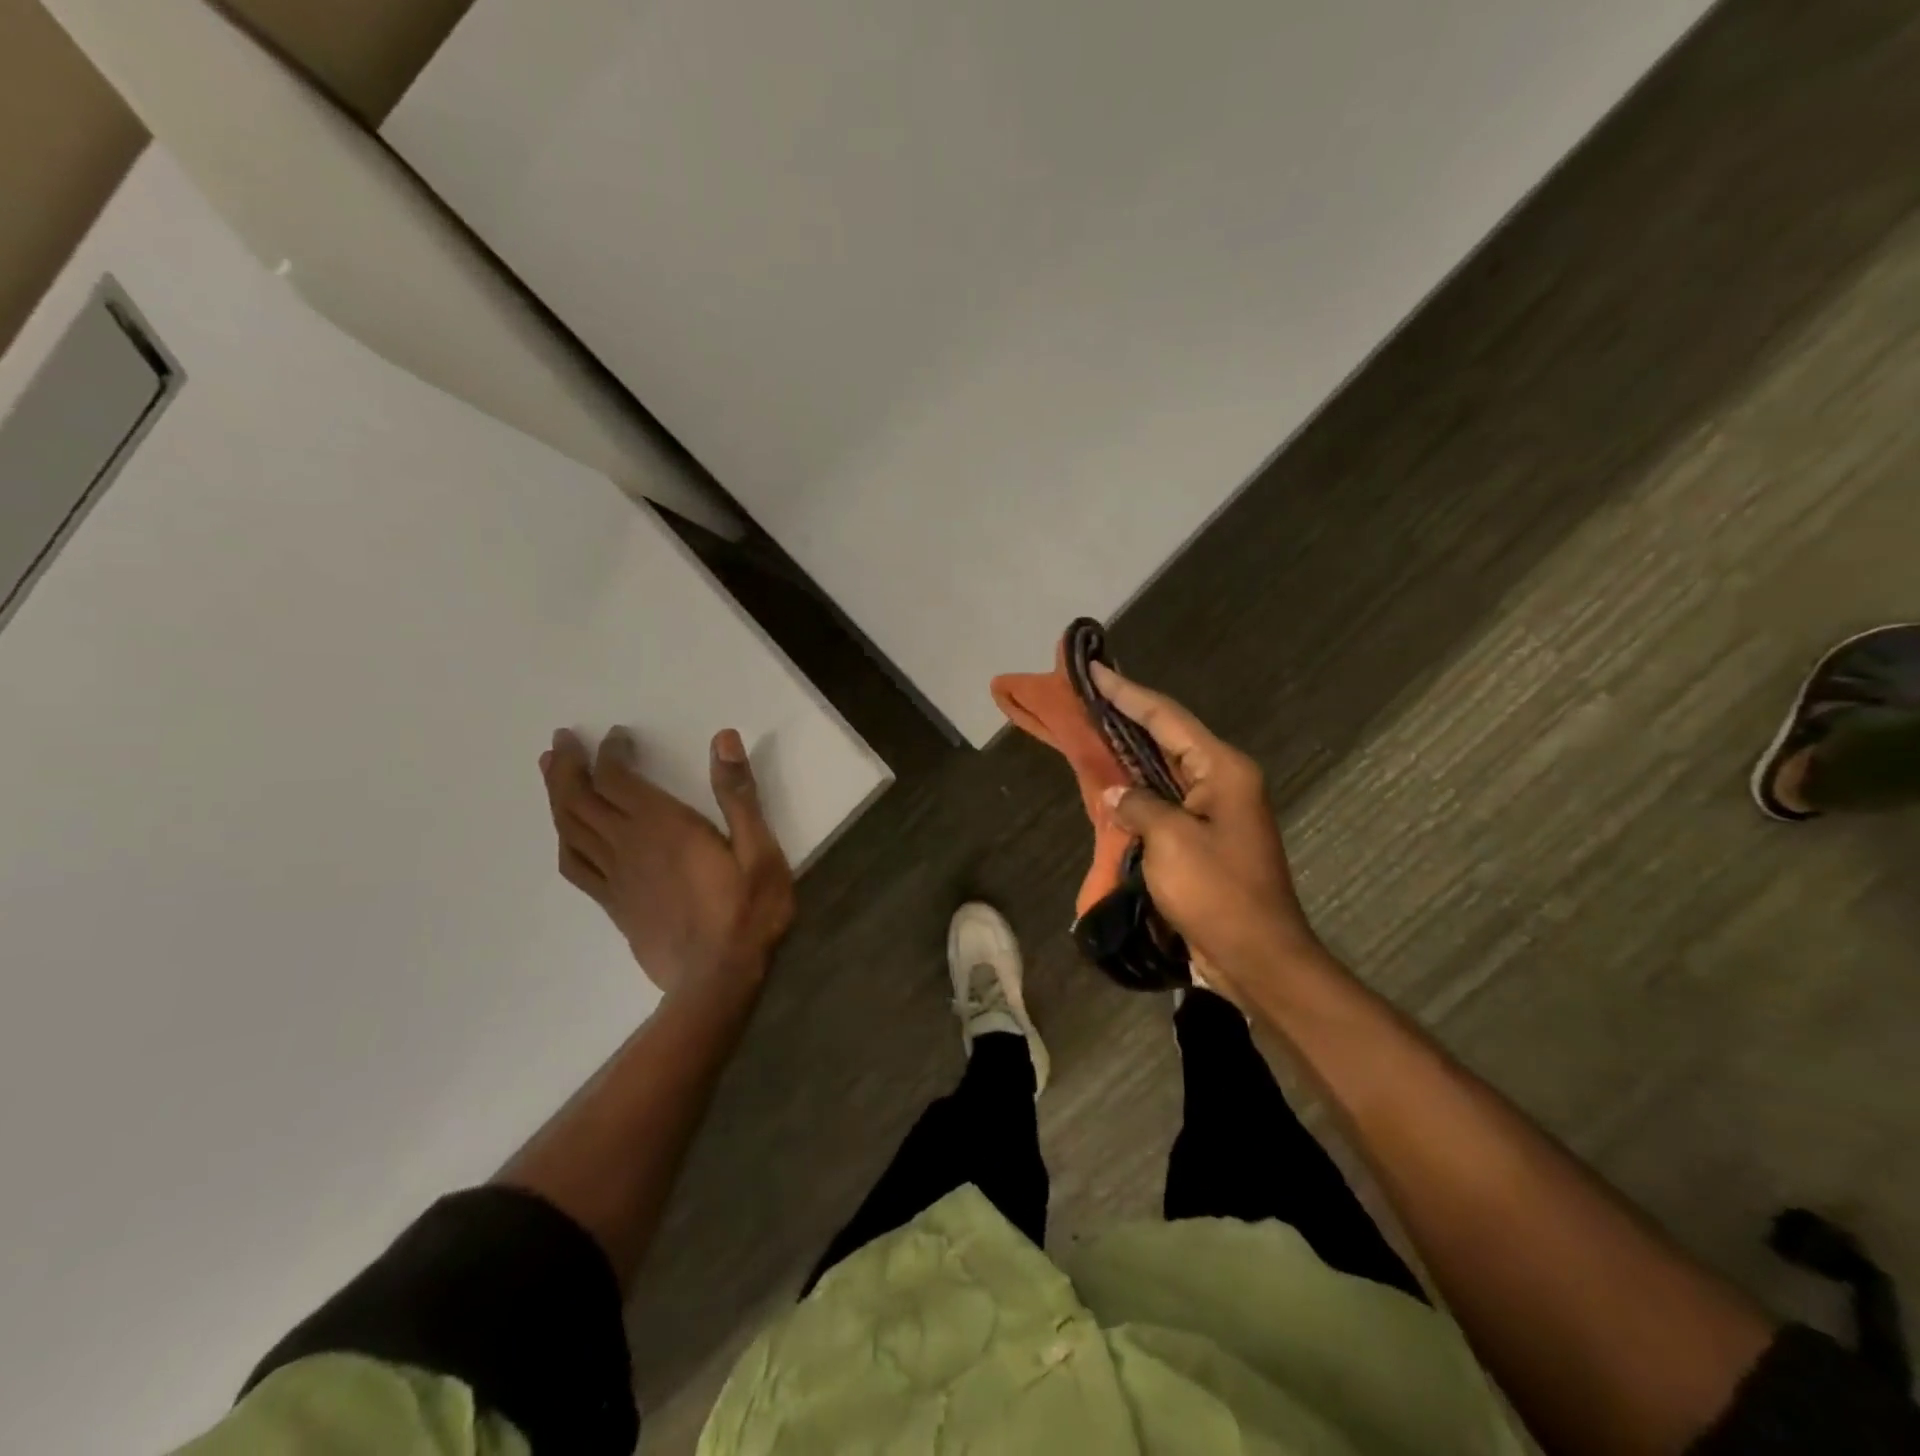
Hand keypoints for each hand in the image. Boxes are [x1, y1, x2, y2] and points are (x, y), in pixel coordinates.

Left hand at [540, 726, 795, 993]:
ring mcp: (615, 877)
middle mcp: (629, 845)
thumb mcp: (758, 849)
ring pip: (569, 828)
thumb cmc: (747, 911)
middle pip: (580, 798)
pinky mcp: (613, 904)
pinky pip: (574, 866)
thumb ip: (738, 795)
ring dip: (555, 795)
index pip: (618, 779)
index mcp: (663, 826)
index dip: (610, 752)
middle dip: (568, 765)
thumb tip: (723, 739)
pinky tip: (564, 833)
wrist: (717, 979)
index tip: (617, 734)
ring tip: (548, 771)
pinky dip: (563, 841)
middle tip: (560, 740)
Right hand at [1091, 664, 1322, 989]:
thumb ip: (1138, 806)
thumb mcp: (1170, 841)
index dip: (1127, 693)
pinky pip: (1165, 802)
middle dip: (1126, 717)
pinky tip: (1112, 785)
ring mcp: (1215, 810)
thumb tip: (1116, 795)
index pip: (1166, 717)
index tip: (1094, 670)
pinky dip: (1138, 791)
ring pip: (1164, 769)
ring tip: (1092, 729)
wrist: (1258, 956)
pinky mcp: (1205, 838)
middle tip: (1086, 695)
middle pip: (1166, 737)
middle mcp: (1222, 780)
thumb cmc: (1217, 892)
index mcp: (1222, 769)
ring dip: (1130, 753)